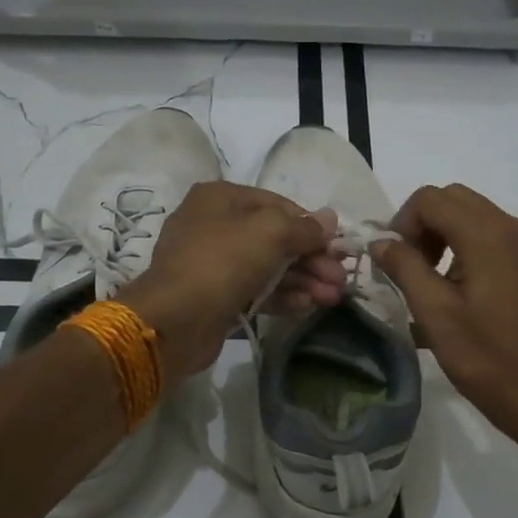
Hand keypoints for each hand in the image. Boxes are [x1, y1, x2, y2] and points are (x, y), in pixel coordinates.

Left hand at [117, 183, 342, 380]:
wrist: (176, 319)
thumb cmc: (223, 262)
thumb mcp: (270, 233)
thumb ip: (303, 227)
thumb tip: (329, 219)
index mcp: (221, 198)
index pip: (278, 204)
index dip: (311, 226)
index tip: (338, 247)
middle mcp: (214, 224)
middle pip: (275, 238)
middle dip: (311, 259)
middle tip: (341, 280)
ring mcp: (212, 263)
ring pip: (267, 267)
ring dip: (303, 280)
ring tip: (332, 298)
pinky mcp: (215, 296)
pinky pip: (255, 290)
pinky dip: (282, 296)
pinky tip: (307, 306)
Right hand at [372, 183, 517, 454]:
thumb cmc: (486, 359)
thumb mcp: (435, 313)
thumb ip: (404, 268)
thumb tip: (381, 242)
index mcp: (489, 236)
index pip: (431, 199)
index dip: (403, 223)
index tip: (394, 261)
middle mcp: (513, 228)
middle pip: (453, 199)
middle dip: (422, 225)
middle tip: (409, 267)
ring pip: (472, 214)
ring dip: (442, 234)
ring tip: (429, 280)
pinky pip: (491, 234)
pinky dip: (464, 245)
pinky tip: (456, 287)